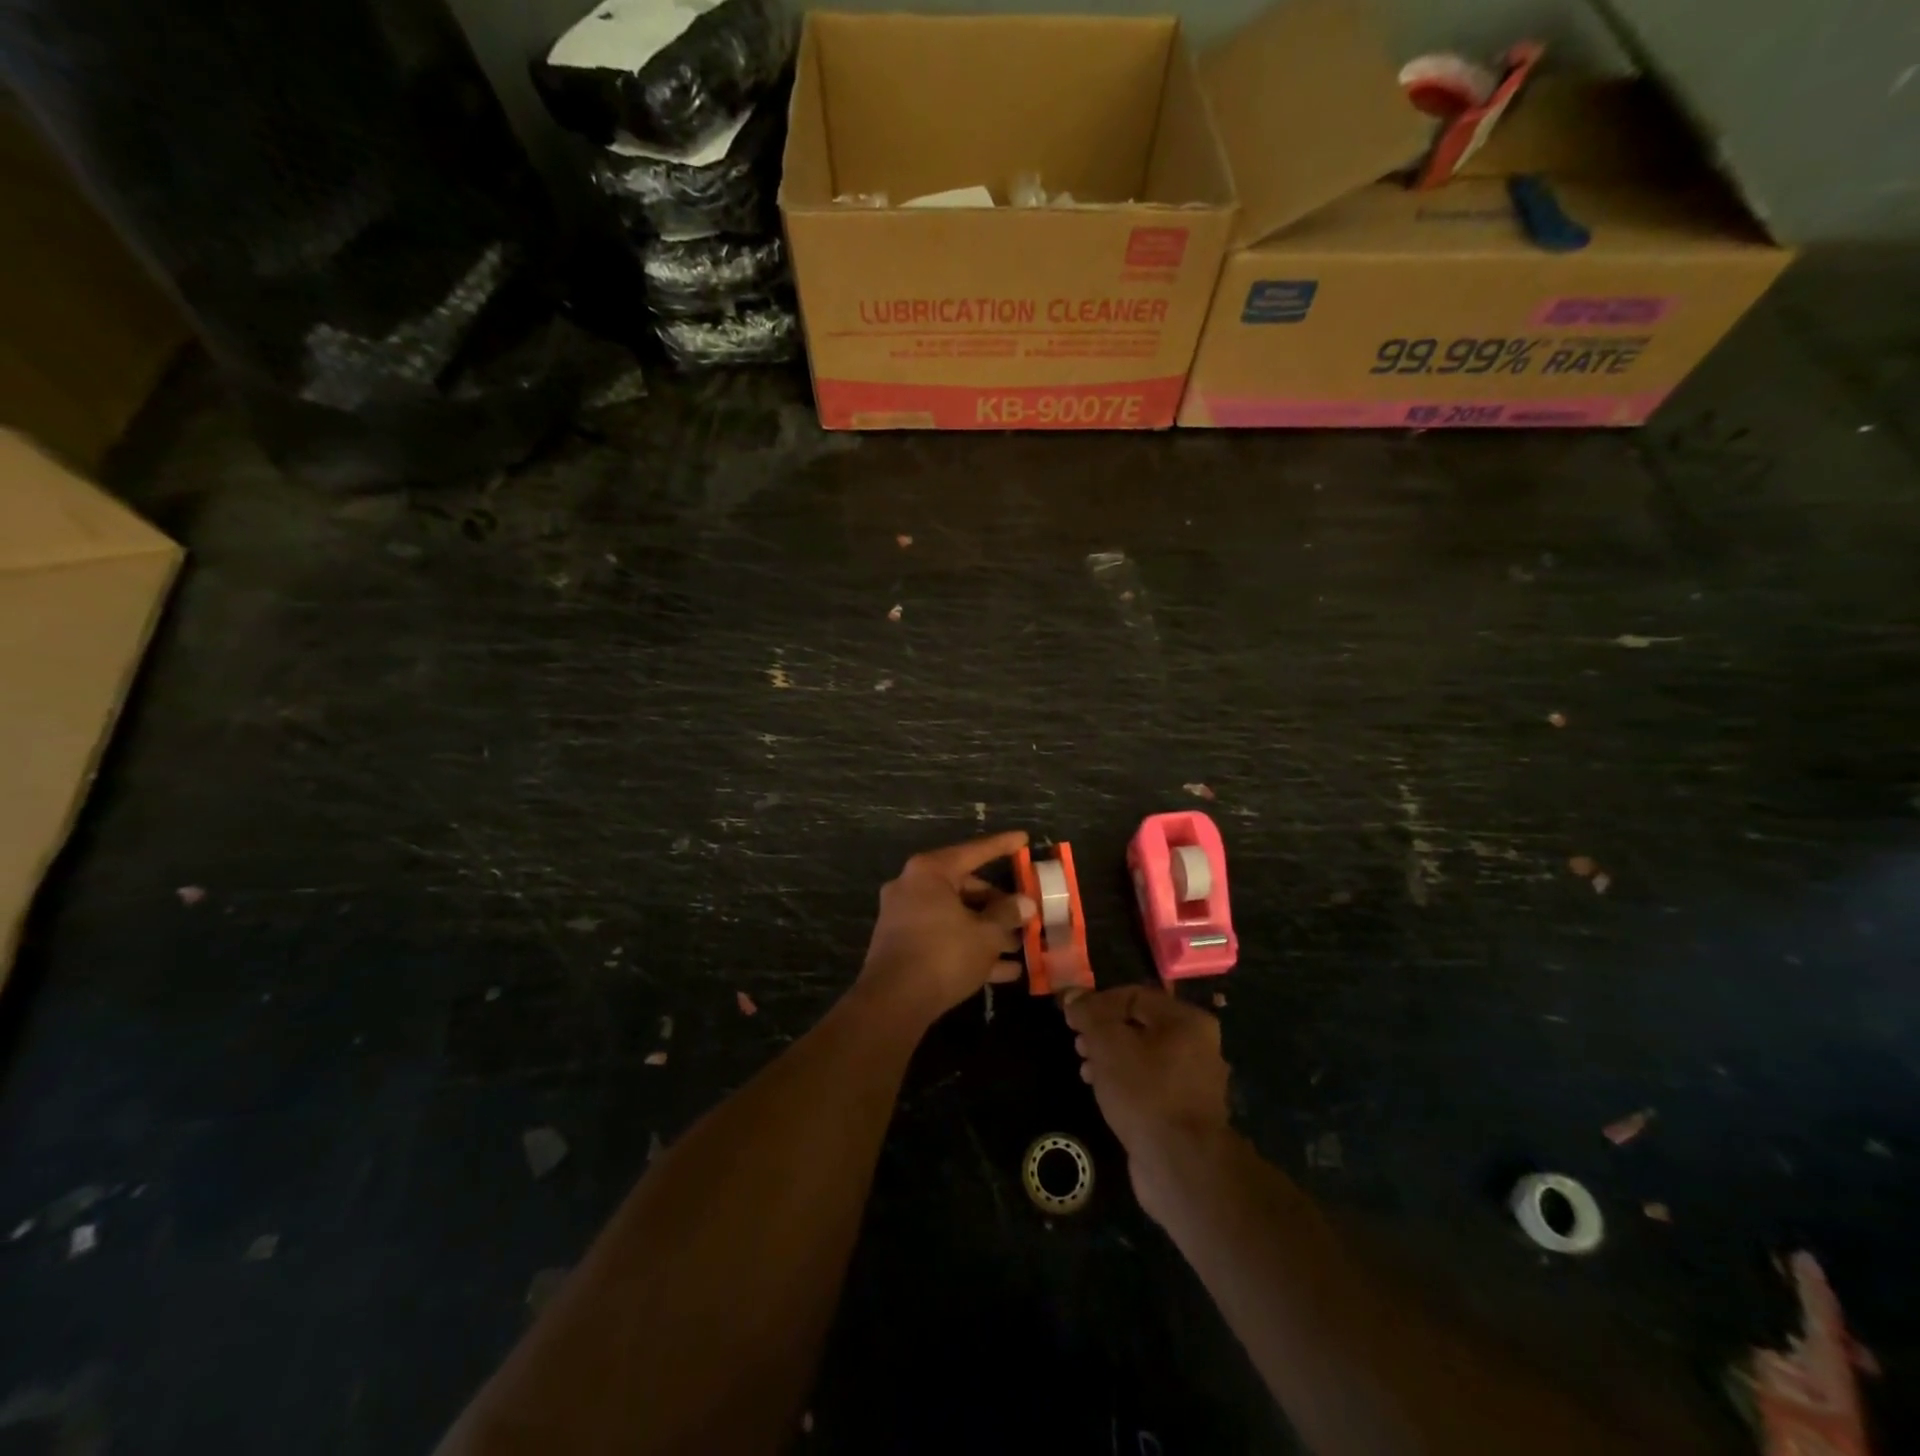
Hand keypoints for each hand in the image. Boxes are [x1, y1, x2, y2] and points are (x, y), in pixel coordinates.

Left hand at [857, 831, 1033, 1026]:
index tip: (1023, 838)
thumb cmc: (943, 955)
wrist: (893, 1003)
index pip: (974, 851)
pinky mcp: (903, 945)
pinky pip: (944, 938)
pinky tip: (1005, 971)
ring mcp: (905, 917)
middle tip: (1026, 914)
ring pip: (956, 916)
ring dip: (987, 930)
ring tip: (1021, 946)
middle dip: (998, 904)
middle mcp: (913, 887)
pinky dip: (970, 947)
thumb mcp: (985, 935)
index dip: (1002, 846)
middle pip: (965, 887)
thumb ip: (1007, 915)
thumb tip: (1025, 904)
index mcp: (930, 872)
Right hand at [1065, 985, 1231, 1215]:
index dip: (1097, 1002)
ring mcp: (1193, 1082)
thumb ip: (1088, 1014)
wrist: (1180, 1165)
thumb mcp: (1108, 1043)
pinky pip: (1149, 1084)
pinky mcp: (1184, 1112)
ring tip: (1084, 1068)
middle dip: (1102, 1031)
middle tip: (1077, 1043)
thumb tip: (1071, 995)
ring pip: (1142, 1056)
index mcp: (1186, 1020)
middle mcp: (1197, 1046)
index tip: (1070, 1017)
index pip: (1134, 995)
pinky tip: (1102, 1092)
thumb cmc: (1145, 1092)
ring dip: (1110, 1057)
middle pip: (1139, 1025)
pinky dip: (1124, 1082)